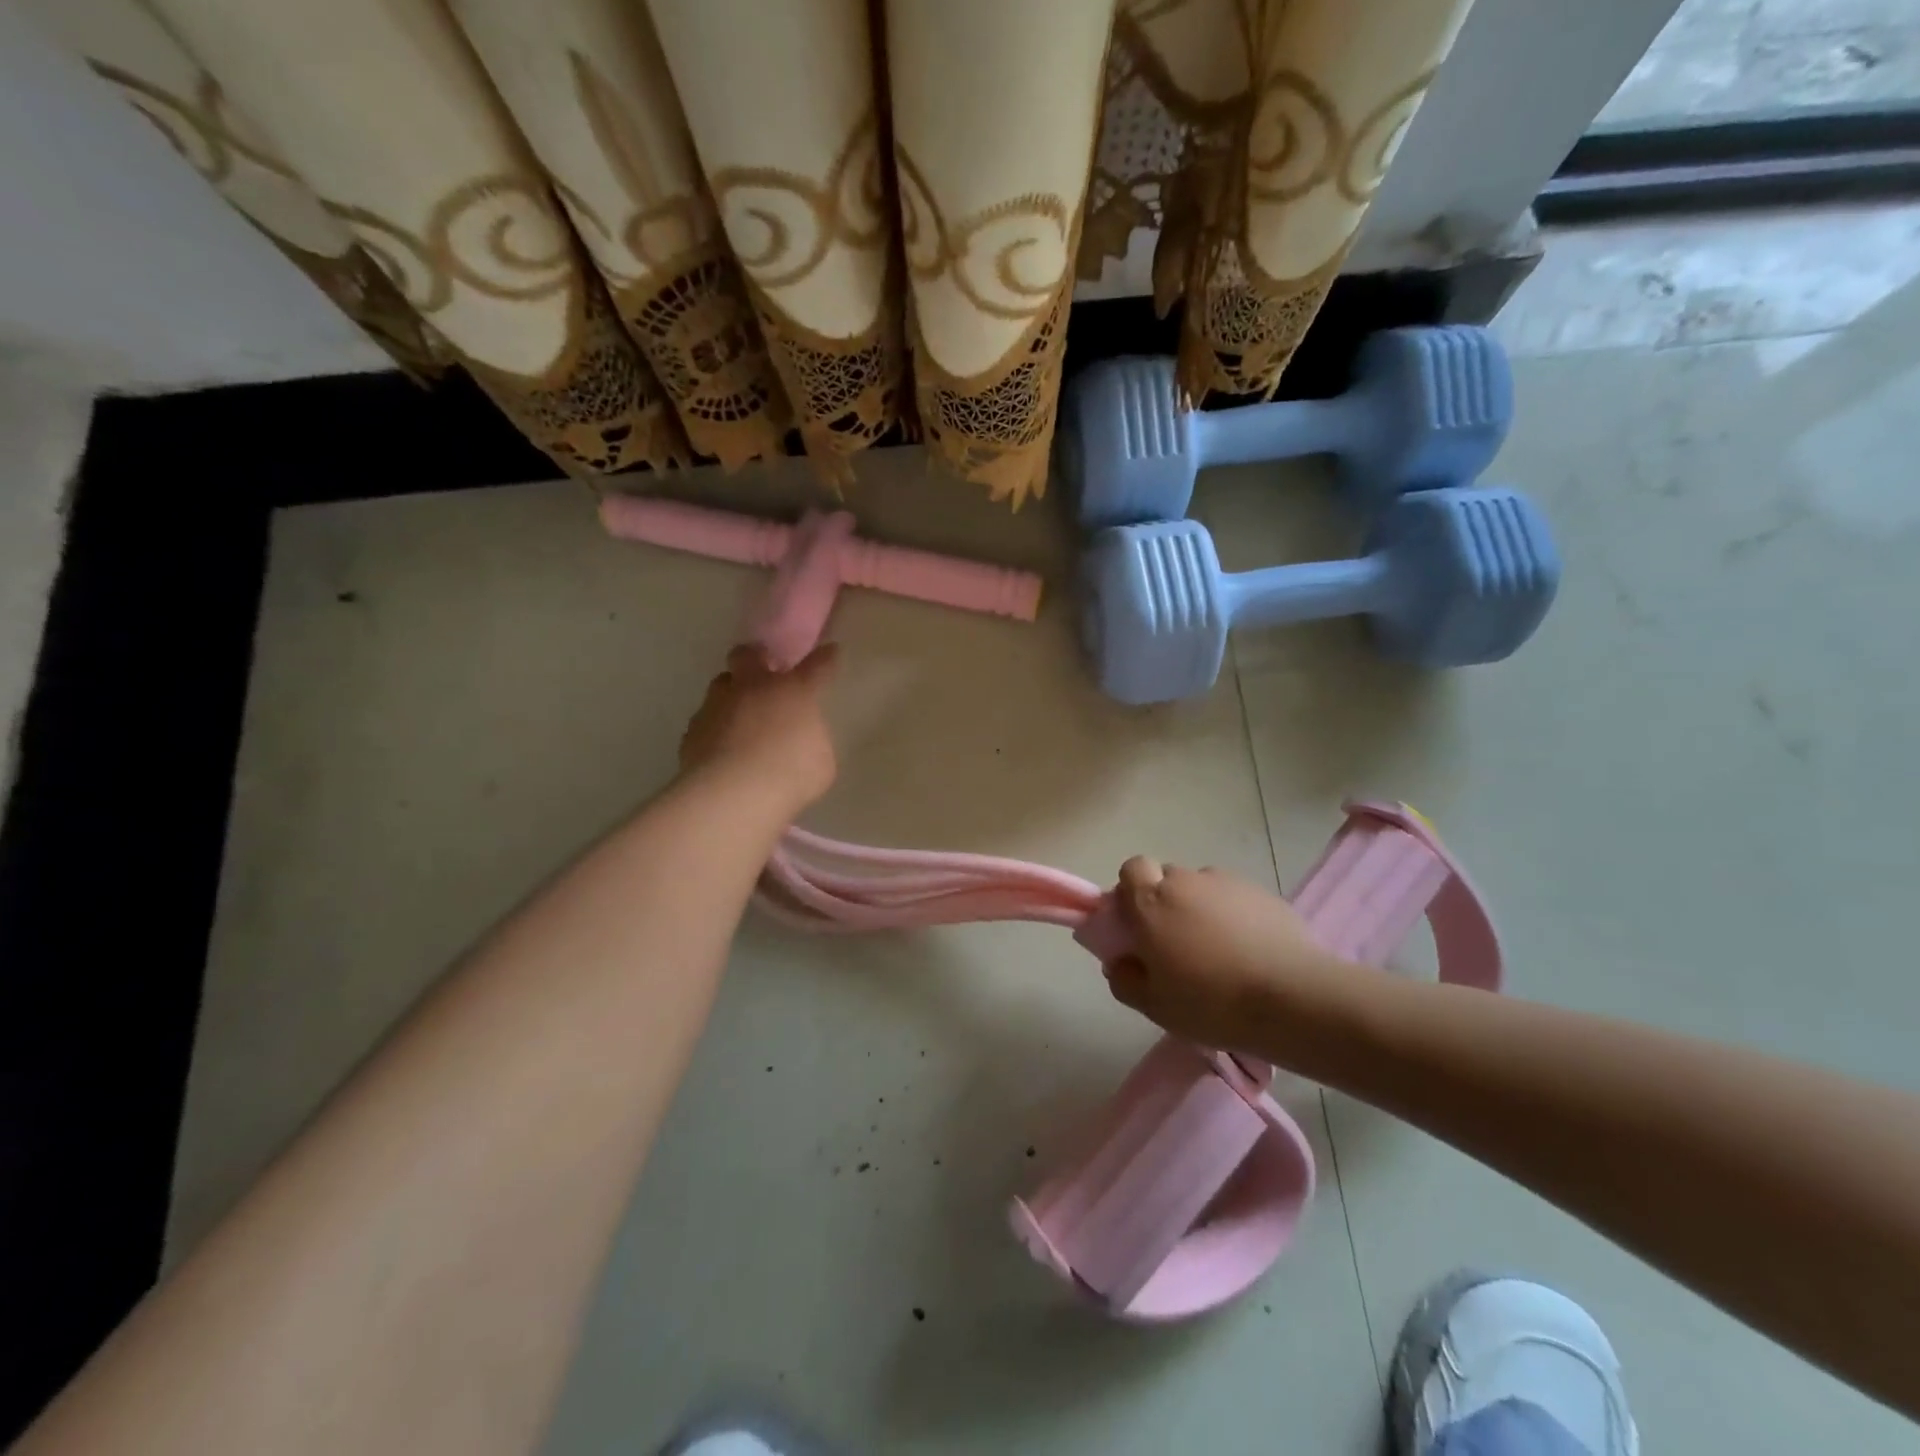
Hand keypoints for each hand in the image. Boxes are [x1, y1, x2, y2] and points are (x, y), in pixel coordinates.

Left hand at [679, 643, 838, 812]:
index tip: (830, 650)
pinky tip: (721, 748)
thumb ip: (812, 741)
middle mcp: (753, 688)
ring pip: (721, 683)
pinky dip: (715, 728)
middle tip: (764, 671)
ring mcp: (718, 705)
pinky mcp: (693, 729)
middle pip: (749, 654)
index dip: (825, 658)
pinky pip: (706, 719)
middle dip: (757, 657)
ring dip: (732, 693)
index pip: (816, 666)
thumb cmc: (790, 775)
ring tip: (739, 714)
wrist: (732, 794)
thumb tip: (803, 738)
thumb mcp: (820, 762)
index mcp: (793, 691)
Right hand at [1104, 857, 1344, 1052]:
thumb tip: (1119, 962)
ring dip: (1202, 909)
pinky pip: (1236, 899)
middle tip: (1177, 944)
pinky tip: (1250, 951)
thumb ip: (1125, 980)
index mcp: (1152, 902)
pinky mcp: (1263, 893)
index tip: (1139, 924)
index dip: (1132, 891)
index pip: (1132, 869)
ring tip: (1220, 950)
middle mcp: (1187, 881)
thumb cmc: (1211, 1002)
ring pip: (1203, 888)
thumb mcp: (1154, 1006)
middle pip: (1168, 878)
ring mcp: (1228, 883)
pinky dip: (1235, 917)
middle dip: (1167, 902)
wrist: (1293, 998)